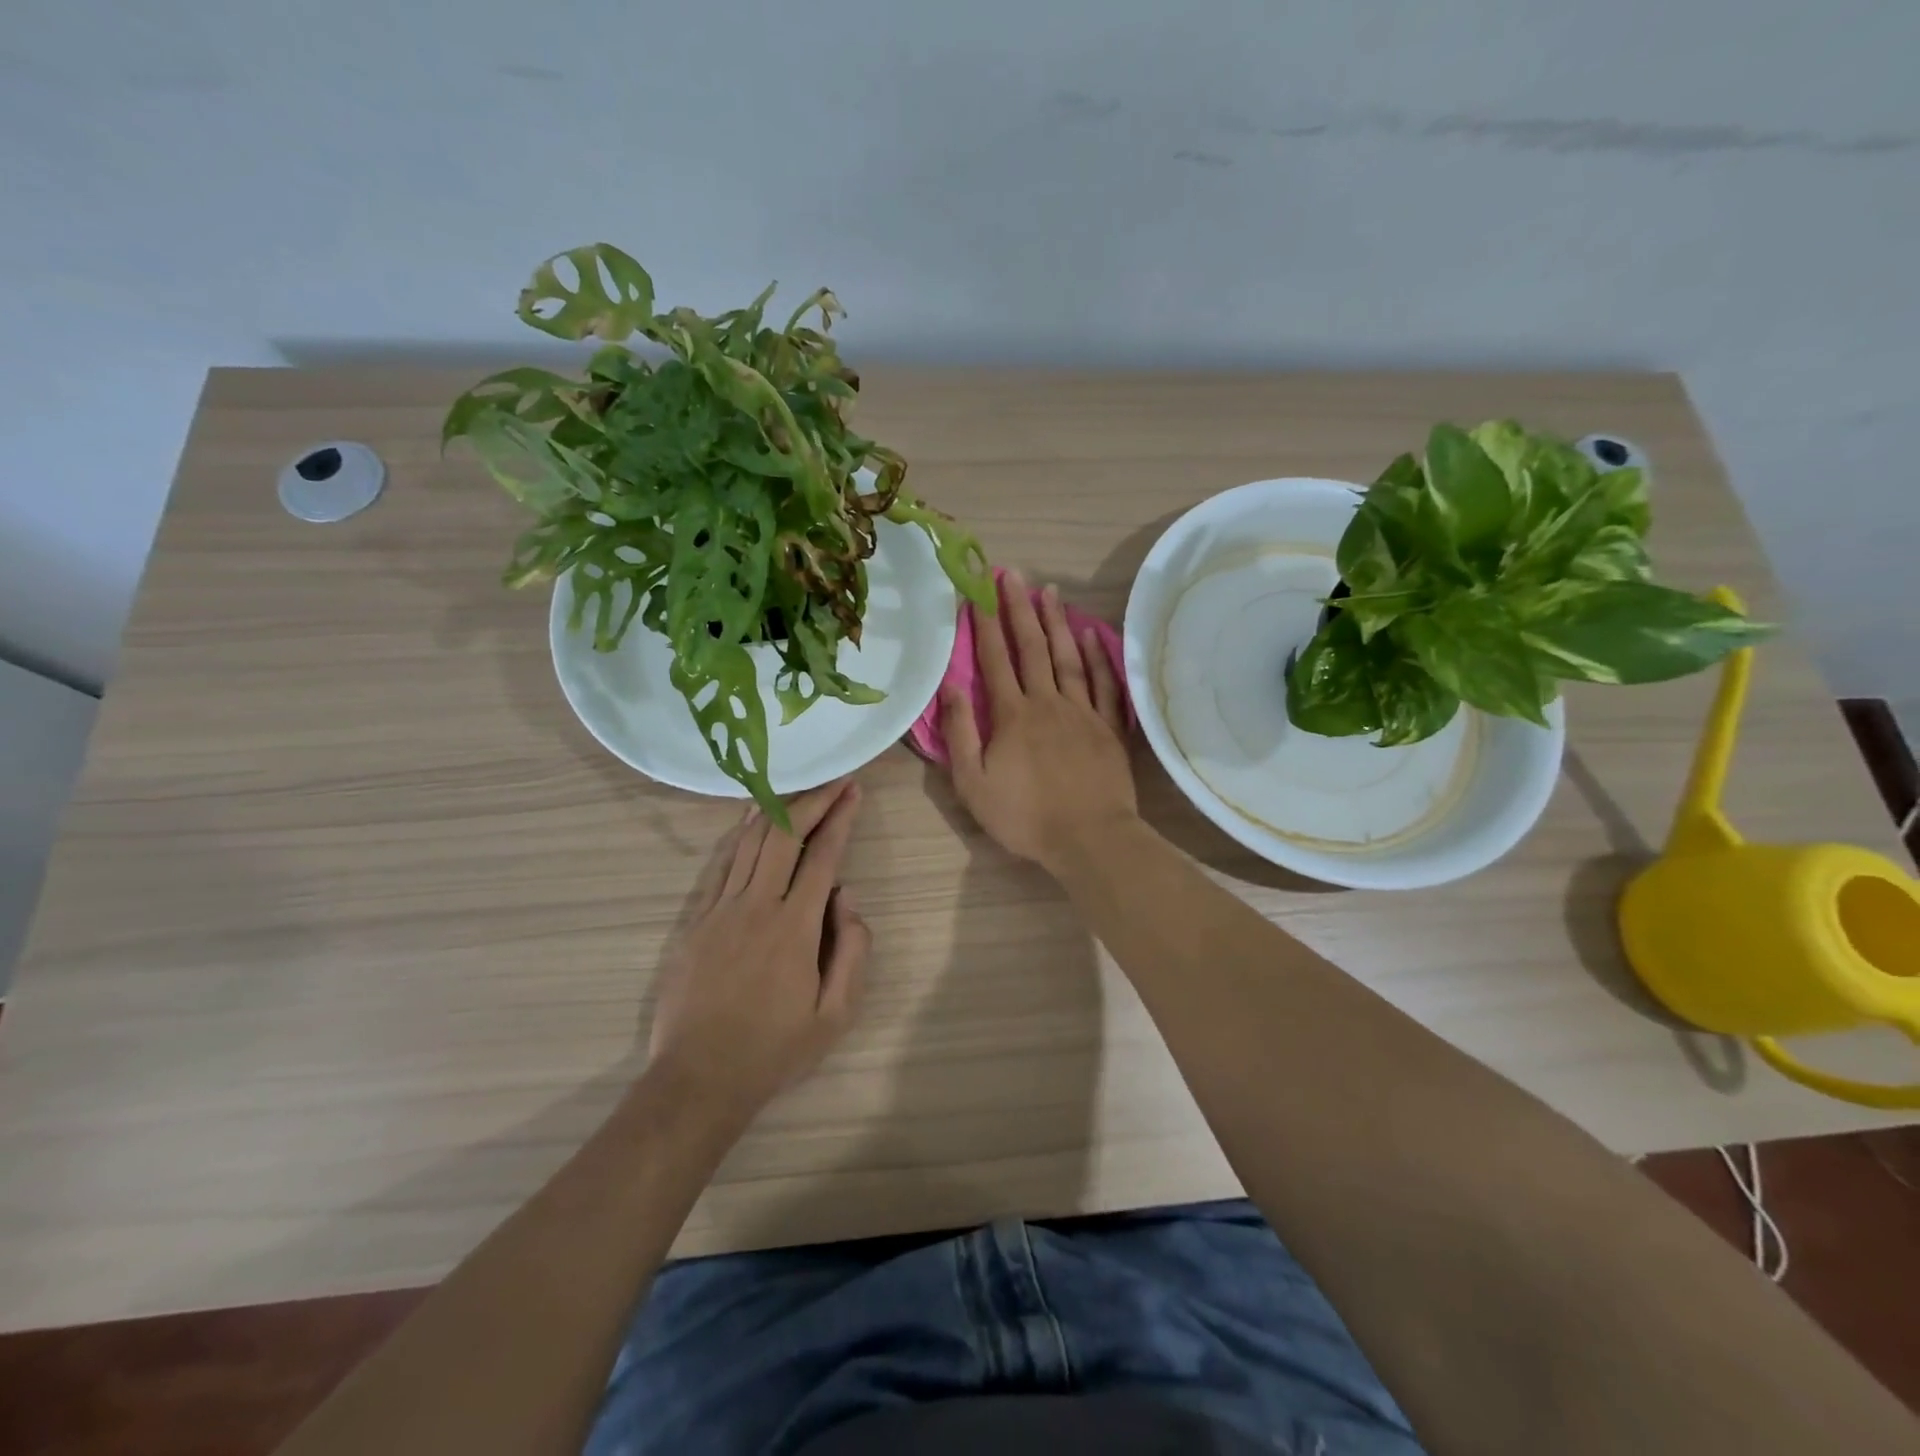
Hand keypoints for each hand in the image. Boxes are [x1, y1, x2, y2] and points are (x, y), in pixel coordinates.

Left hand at [646, 779, 870, 1117]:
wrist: (699, 1079)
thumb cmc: (774, 1050)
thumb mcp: (836, 1015)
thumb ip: (853, 951)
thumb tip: (847, 898)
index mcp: (795, 927)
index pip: (823, 856)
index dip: (840, 818)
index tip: (853, 791)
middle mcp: (757, 906)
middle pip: (784, 835)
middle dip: (812, 800)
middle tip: (832, 781)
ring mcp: (720, 910)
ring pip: (749, 842)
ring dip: (776, 809)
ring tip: (796, 787)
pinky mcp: (696, 921)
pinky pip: (721, 865)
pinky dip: (740, 836)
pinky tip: (750, 822)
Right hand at [942, 572, 1136, 873]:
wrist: (1089, 838)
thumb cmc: (1025, 816)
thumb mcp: (974, 782)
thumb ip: (961, 733)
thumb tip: (951, 686)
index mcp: (1013, 715)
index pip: (995, 660)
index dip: (986, 623)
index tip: (980, 590)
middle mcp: (1048, 703)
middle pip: (1033, 648)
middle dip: (1019, 609)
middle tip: (1013, 574)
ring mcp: (1083, 712)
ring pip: (1068, 658)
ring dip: (1057, 623)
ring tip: (1049, 591)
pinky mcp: (1109, 728)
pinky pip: (1104, 684)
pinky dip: (1097, 657)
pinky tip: (1090, 636)